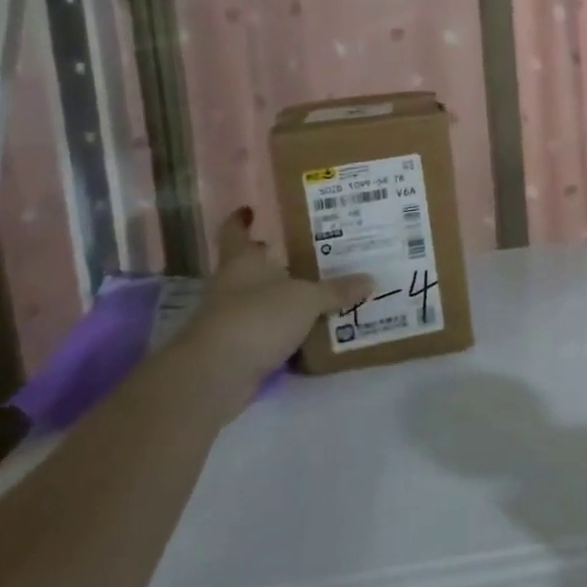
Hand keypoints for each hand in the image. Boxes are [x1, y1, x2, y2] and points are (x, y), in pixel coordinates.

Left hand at [178, 208, 371, 401]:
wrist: (215, 376)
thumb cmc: (257, 318)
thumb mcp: (307, 299)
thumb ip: (337, 290)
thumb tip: (370, 280)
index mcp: (243, 262)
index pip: (236, 232)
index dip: (242, 220)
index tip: (251, 210)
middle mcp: (234, 286)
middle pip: (254, 267)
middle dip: (278, 261)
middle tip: (314, 252)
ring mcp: (233, 320)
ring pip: (264, 301)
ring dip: (288, 299)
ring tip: (325, 292)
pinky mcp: (239, 350)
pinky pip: (270, 333)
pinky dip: (289, 332)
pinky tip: (316, 331)